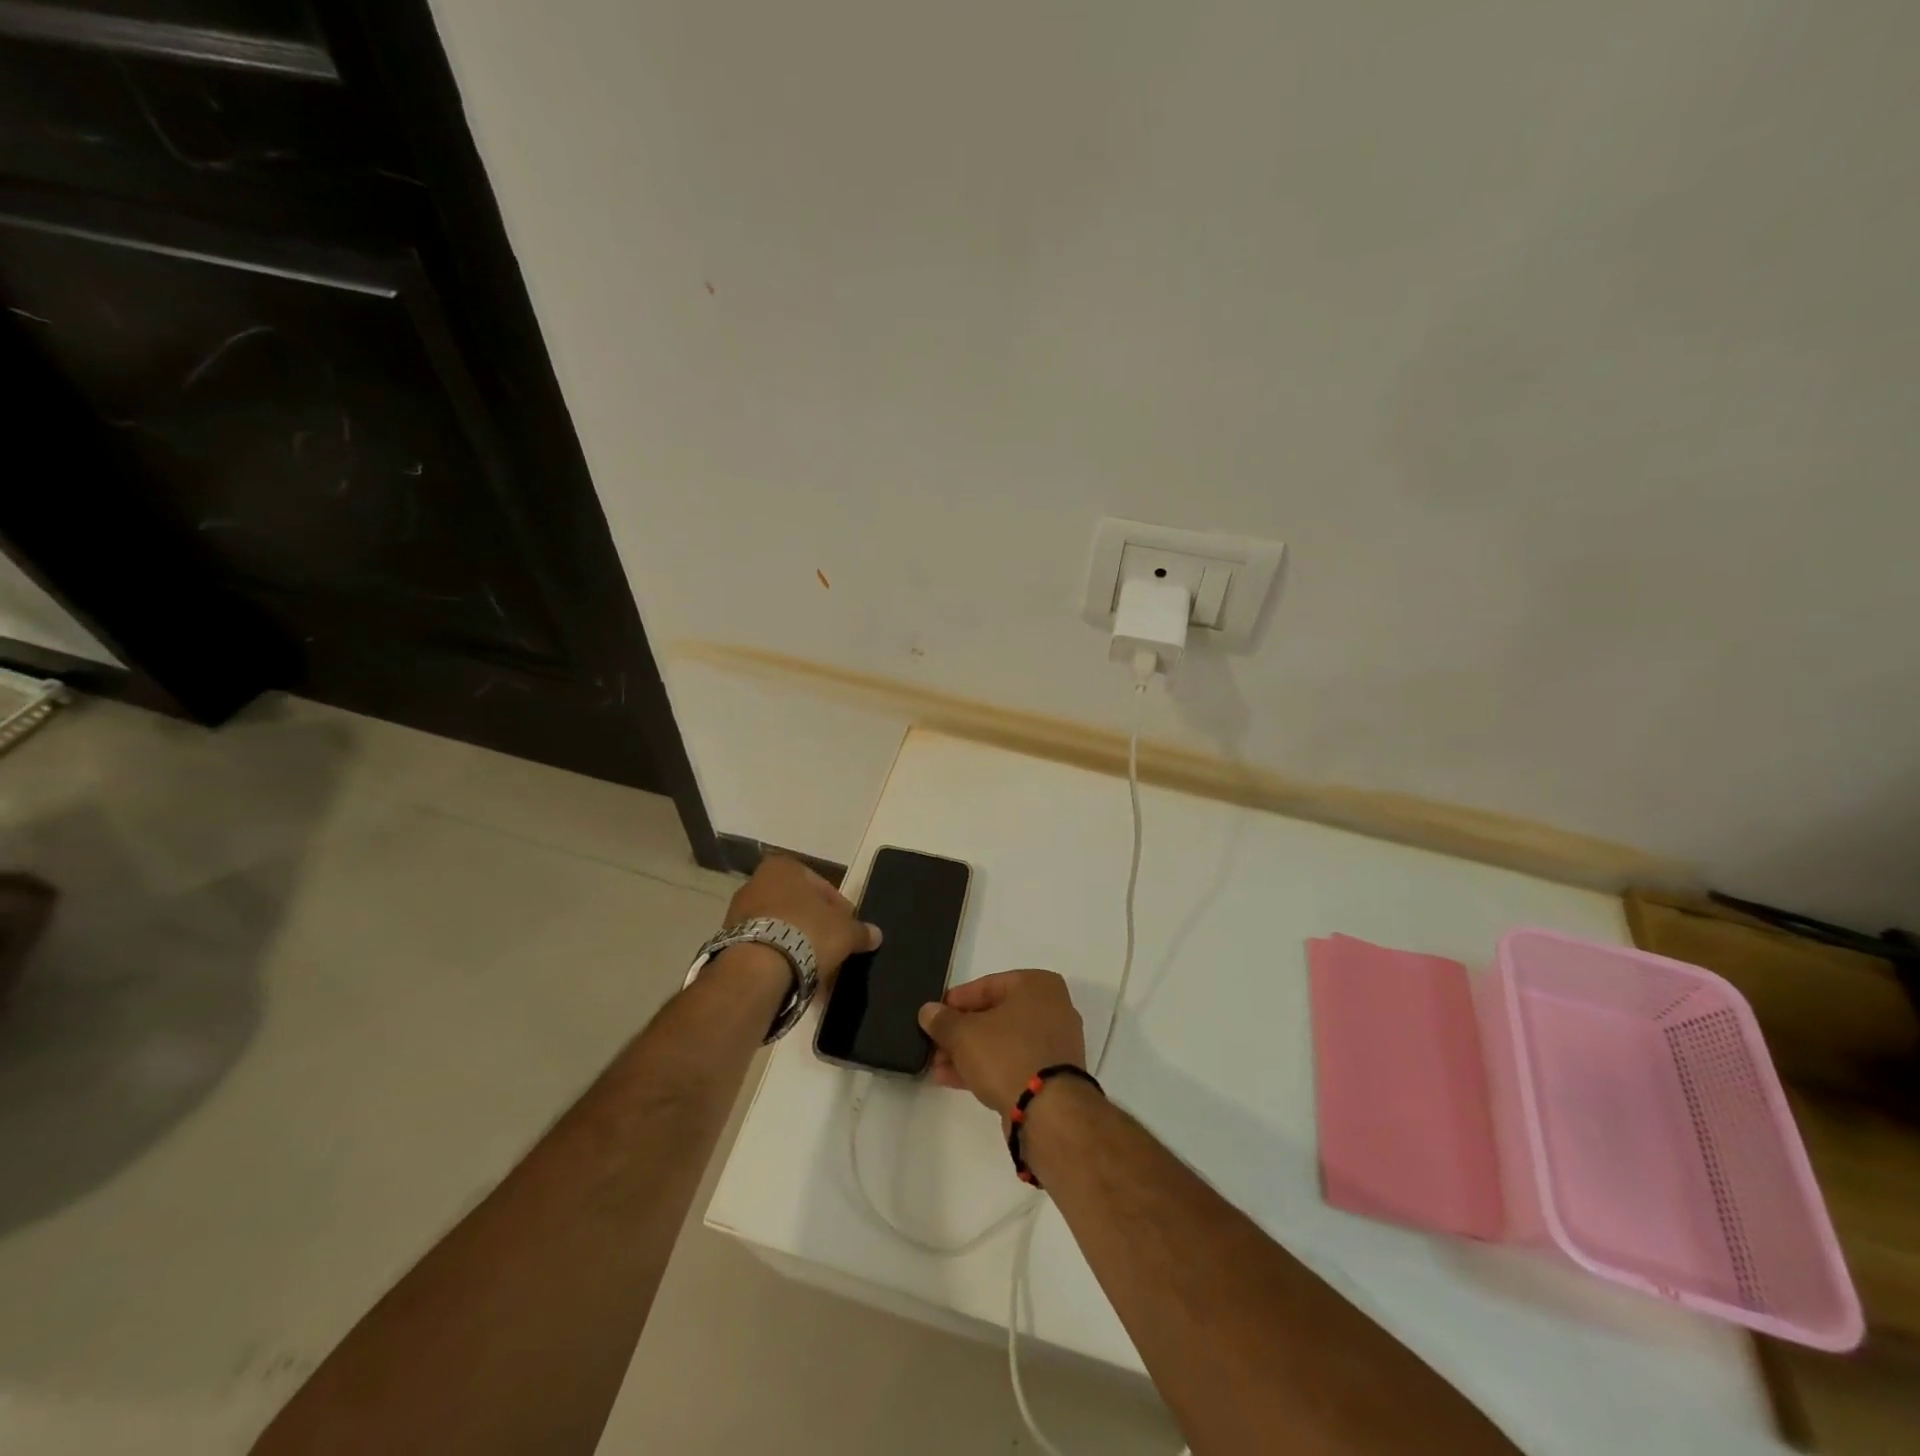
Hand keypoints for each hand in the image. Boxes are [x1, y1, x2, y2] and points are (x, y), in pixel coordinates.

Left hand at [724, 855, 880, 987]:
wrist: (757, 968)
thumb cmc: (806, 933)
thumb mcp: (845, 931)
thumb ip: (861, 930)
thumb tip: (876, 934)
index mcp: (783, 867)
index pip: (821, 886)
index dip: (839, 909)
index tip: (847, 929)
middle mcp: (756, 882)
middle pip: (797, 905)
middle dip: (815, 925)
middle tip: (832, 948)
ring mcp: (737, 912)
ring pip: (778, 926)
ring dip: (796, 942)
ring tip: (814, 966)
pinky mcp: (727, 940)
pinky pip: (763, 945)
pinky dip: (777, 956)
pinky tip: (792, 974)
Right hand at [918, 970, 1086, 1114]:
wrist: (1049, 1112)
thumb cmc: (1007, 1054)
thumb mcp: (964, 1034)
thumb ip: (942, 1020)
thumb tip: (928, 1011)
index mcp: (1037, 985)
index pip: (987, 986)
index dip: (956, 1001)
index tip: (933, 1015)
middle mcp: (1052, 1008)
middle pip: (995, 1015)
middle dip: (961, 1032)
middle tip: (933, 1044)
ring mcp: (1055, 1044)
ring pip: (1003, 1042)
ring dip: (969, 1052)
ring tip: (937, 1066)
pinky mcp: (1053, 1075)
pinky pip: (1014, 1062)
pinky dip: (987, 1067)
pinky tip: (954, 1079)